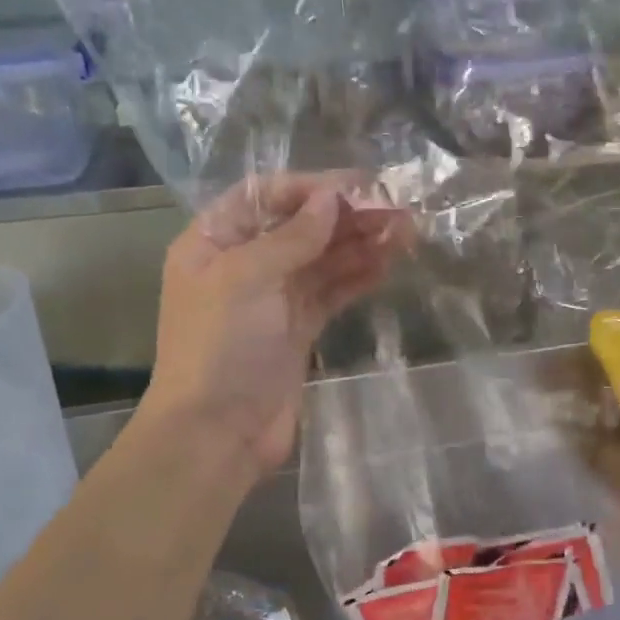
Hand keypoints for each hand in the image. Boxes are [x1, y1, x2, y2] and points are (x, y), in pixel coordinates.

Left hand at [142, 173, 408, 478]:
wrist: (217, 433)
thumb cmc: (220, 346)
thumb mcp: (247, 278)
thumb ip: (292, 236)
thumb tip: (331, 197)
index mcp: (214, 241)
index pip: (265, 196)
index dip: (311, 188)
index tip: (360, 186)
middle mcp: (243, 264)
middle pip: (300, 227)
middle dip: (346, 216)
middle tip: (397, 209)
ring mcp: (273, 299)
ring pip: (322, 260)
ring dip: (360, 244)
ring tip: (405, 232)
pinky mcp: (298, 330)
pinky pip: (331, 293)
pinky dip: (357, 277)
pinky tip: (388, 263)